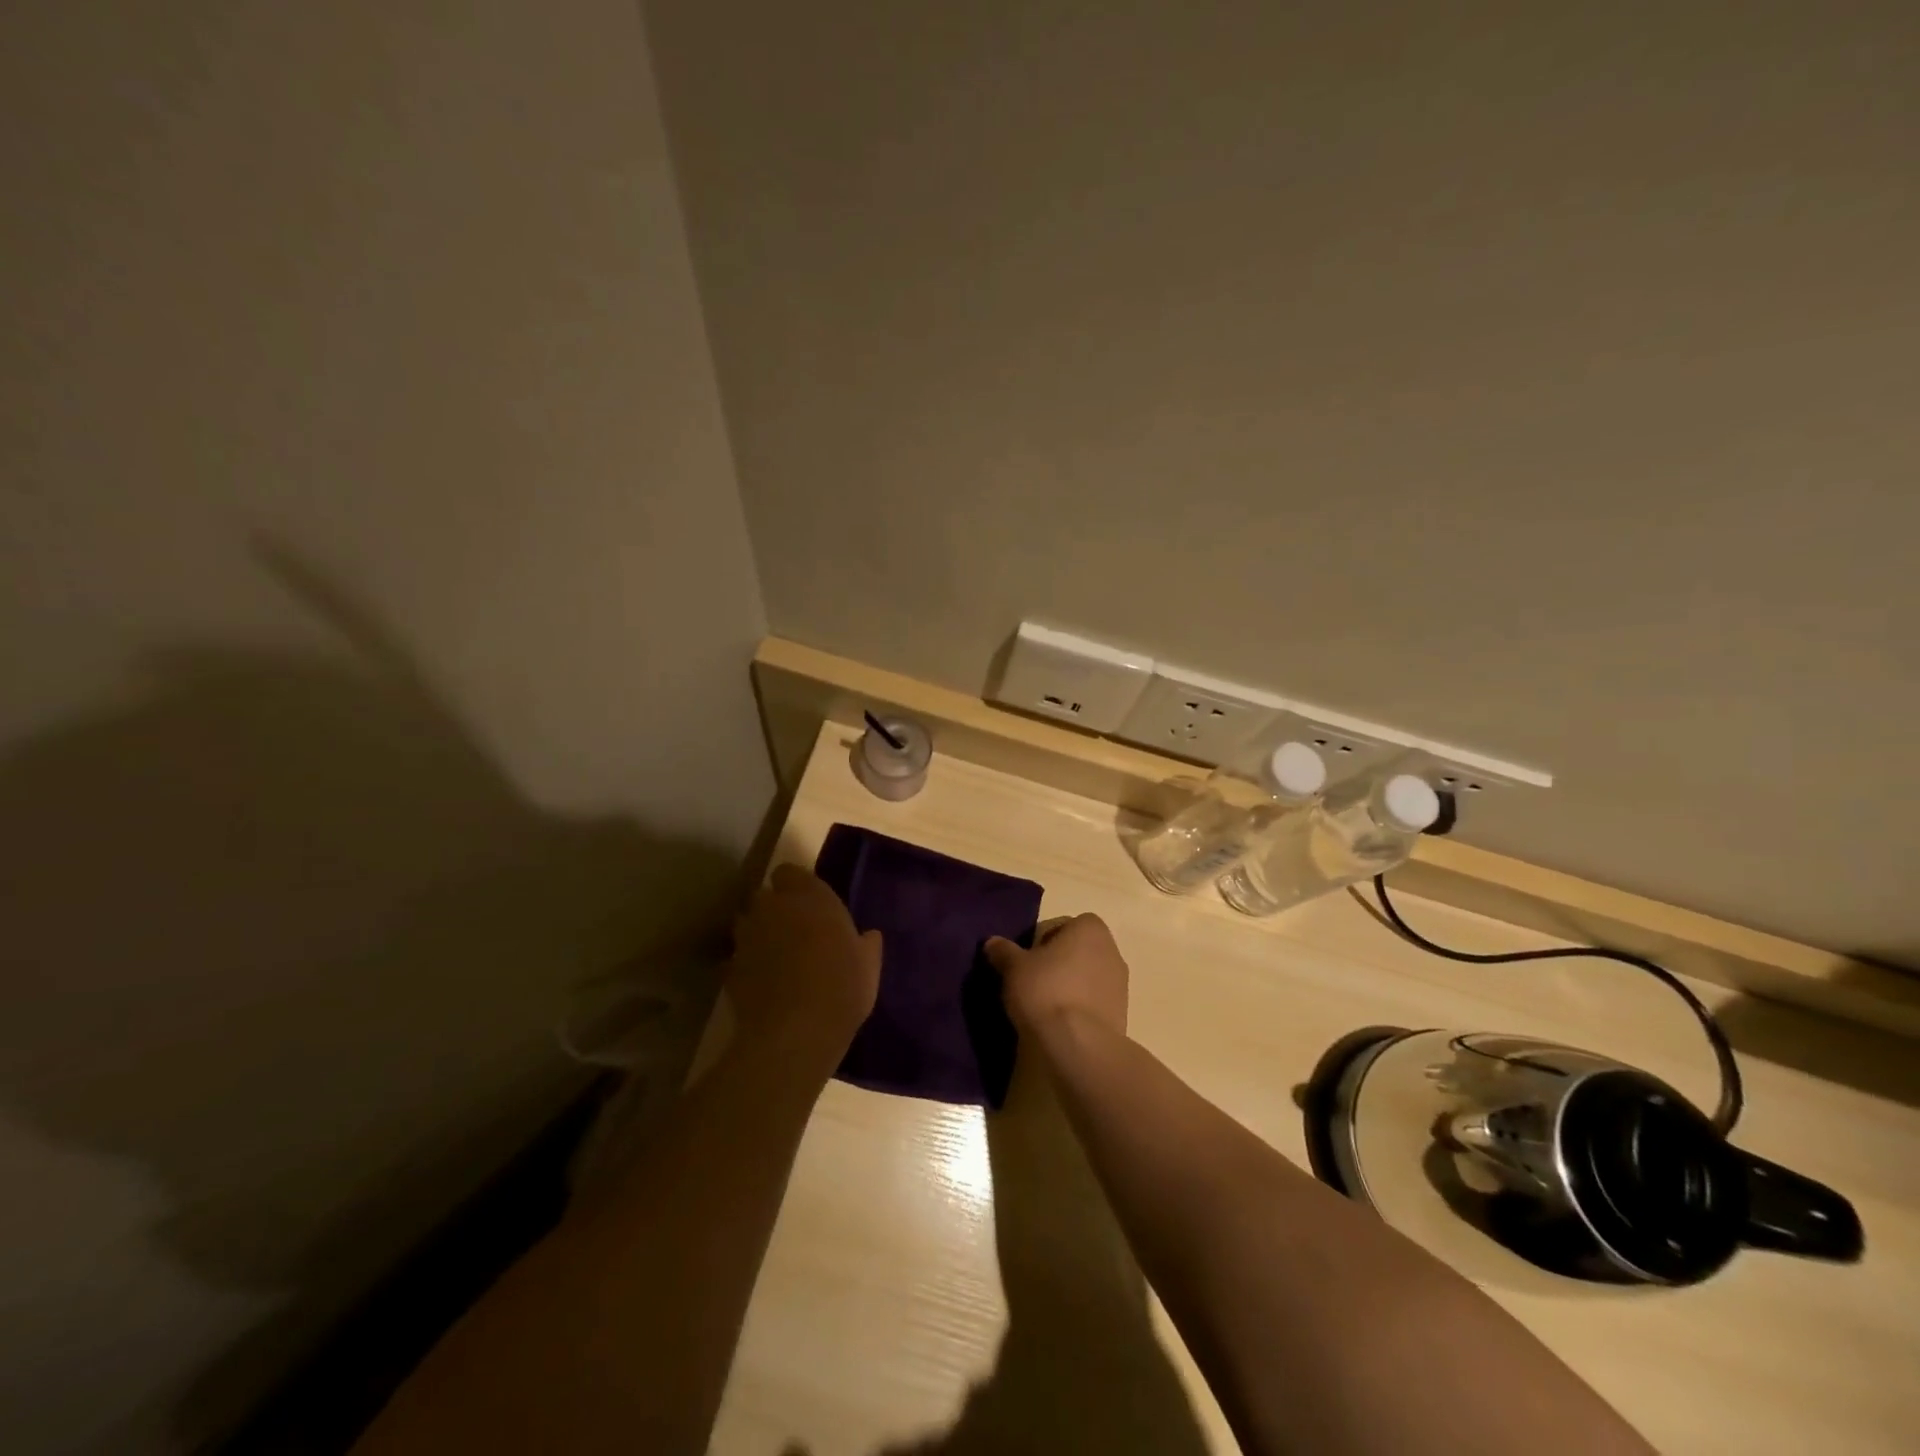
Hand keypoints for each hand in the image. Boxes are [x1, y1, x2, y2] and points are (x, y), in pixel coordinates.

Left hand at [727, 864, 881, 1061]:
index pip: (789, 872)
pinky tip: (761, 986)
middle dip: (773, 910)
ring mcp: (746, 938)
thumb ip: (865, 943)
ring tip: (775, 959)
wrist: (797, 1032)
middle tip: (793, 932)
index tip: (809, 905)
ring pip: (746, 925)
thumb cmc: (843, 986)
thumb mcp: (869, 964)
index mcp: (809, 896)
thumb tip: (868, 936)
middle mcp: (773, 907)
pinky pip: (737, 960)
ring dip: (757, 936)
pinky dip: (746, 968)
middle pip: (764, 897)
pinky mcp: (729, 969)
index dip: (795, 886)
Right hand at [985, 913, 1128, 1038]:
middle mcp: (1111, 949)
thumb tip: (992, 943)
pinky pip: (1094, 1003)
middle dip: (1057, 963)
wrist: (1079, 1044)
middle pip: (1077, 951)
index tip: (1026, 960)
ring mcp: (1121, 984)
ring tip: (1044, 1006)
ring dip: (1070, 986)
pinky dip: (1079, 1008)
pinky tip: (1060, 1024)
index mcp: (1089, 928)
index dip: (1041, 941)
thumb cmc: (1046, 991)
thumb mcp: (1013, 968)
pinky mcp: (1122, 1014)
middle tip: (1032, 981)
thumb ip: (1003, 951)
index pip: (1062, 926)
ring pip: (1087, 977)